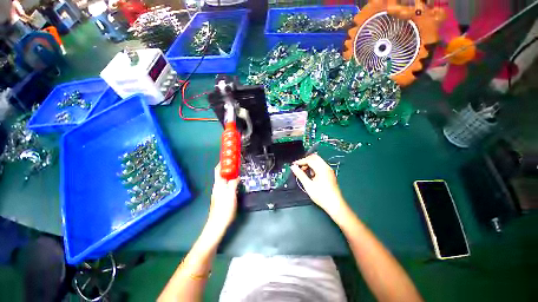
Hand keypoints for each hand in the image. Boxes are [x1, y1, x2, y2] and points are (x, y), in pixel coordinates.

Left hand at [208, 163, 238, 230]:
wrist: (217, 224)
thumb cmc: (224, 209)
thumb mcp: (231, 195)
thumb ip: (233, 183)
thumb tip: (236, 175)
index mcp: (218, 185)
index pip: (218, 170)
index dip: (222, 163)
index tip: (228, 158)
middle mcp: (217, 187)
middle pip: (220, 174)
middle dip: (227, 168)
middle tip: (236, 164)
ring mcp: (218, 192)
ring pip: (223, 180)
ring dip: (228, 174)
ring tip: (237, 171)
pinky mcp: (220, 197)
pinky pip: (225, 185)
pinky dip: (229, 181)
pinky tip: (235, 183)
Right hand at [291, 154, 347, 217]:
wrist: (335, 205)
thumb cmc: (321, 196)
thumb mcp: (308, 185)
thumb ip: (300, 174)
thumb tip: (293, 167)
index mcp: (322, 168)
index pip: (309, 159)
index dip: (300, 161)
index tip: (294, 165)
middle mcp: (326, 167)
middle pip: (314, 157)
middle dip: (305, 160)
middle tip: (299, 166)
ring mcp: (329, 170)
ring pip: (318, 161)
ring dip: (310, 164)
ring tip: (304, 171)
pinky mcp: (330, 174)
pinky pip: (320, 166)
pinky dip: (314, 167)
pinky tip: (311, 175)